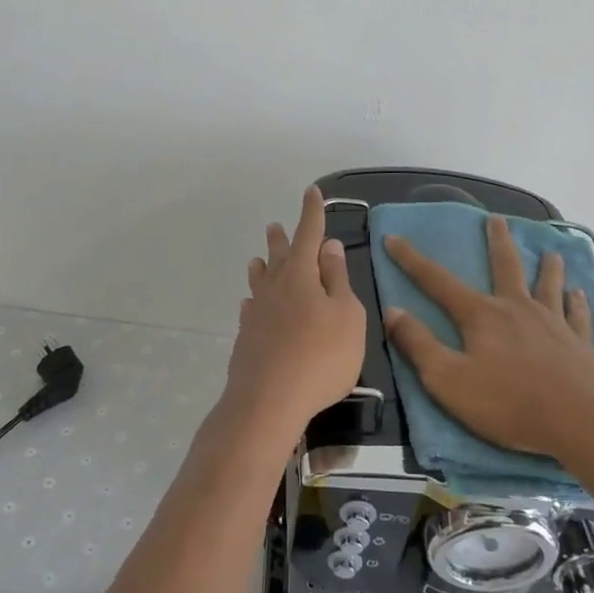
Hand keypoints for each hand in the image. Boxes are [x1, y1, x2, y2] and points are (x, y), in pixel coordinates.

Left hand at [223, 186, 365, 442]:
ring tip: (258, 258)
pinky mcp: (247, 338)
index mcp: (301, 275)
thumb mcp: (346, 315)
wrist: (268, 401)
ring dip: (262, 266)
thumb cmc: (320, 356)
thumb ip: (337, 280)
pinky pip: (251, 309)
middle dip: (282, 239)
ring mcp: (257, 313)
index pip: (308, 234)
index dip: (311, 212)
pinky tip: (251, 305)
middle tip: (274, 225)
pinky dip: (255, 301)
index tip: (312, 191)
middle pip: (280, 256)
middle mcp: (275, 287)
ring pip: (260, 281)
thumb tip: (329, 246)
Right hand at [382, 215, 593, 471]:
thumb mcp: (448, 380)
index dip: (412, 260)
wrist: (583, 423)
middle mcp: (517, 309)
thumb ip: (418, 344)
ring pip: (548, 285)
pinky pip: (577, 316)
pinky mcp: (580, 345)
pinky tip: (579, 295)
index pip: (438, 281)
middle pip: (505, 266)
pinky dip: (577, 303)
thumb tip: (392, 311)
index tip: (393, 238)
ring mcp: (553, 324)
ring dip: (547, 267)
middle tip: (496, 218)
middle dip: (497, 241)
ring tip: (550, 252)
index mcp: (482, 316)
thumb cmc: (510, 403)